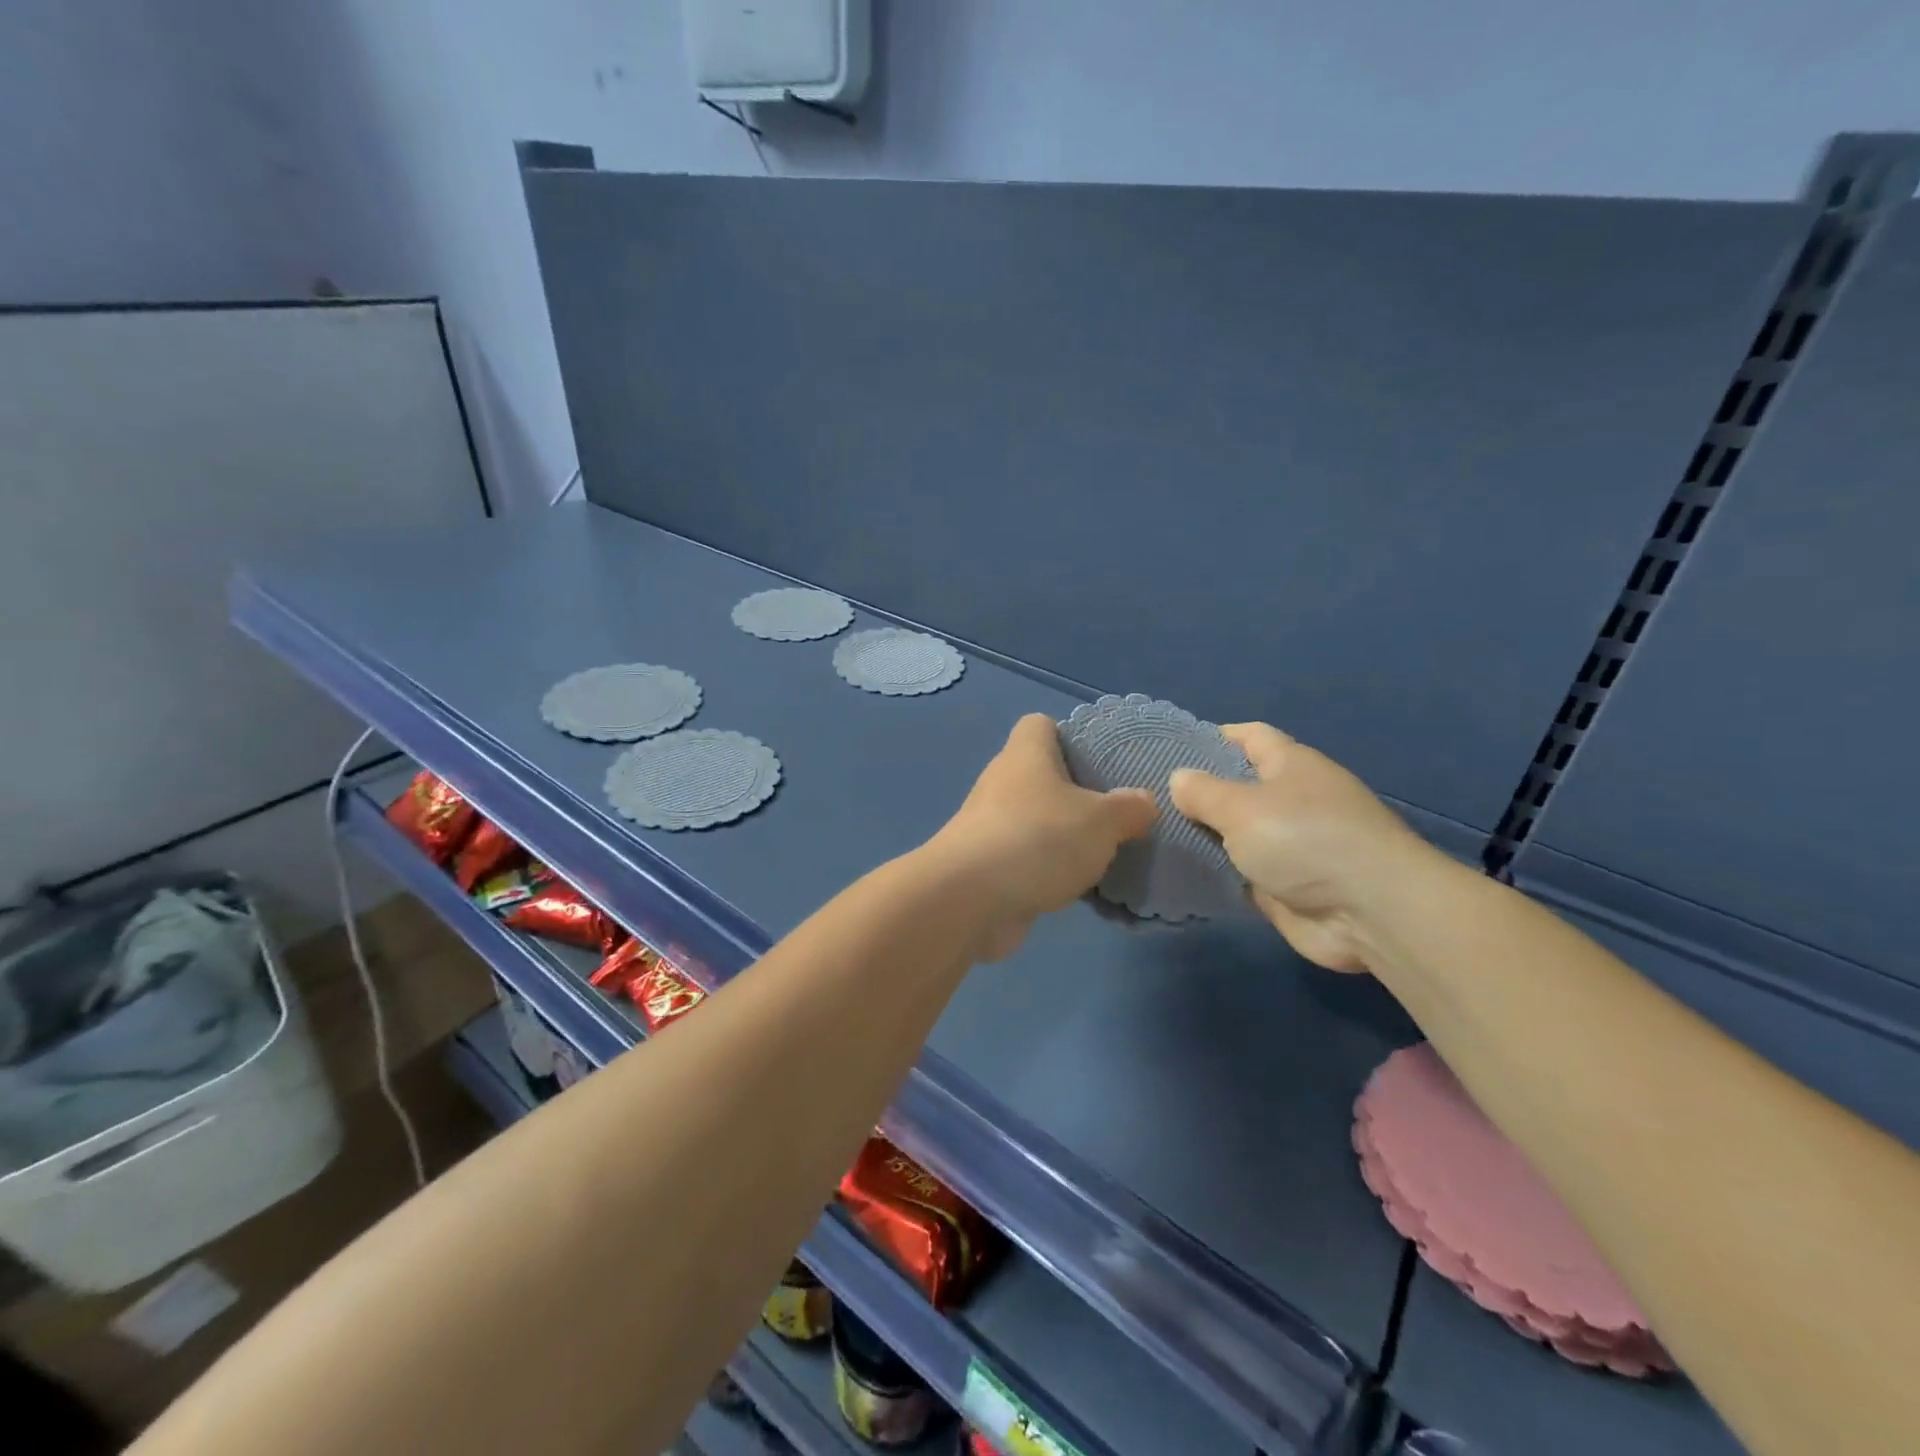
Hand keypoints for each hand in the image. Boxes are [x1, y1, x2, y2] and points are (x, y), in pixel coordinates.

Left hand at [928, 714, 1156, 958]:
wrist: (968, 900)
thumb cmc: (1038, 840)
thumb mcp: (1101, 822)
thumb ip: (1127, 809)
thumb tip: (1144, 801)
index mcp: (1025, 754)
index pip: (1041, 725)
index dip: (1070, 735)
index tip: (1102, 760)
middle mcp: (1002, 782)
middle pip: (1041, 775)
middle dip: (1076, 793)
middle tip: (1116, 814)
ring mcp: (989, 825)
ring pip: (1035, 820)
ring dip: (1063, 836)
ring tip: (1105, 853)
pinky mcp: (986, 866)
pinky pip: (1026, 858)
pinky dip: (1048, 870)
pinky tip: (1078, 888)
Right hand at [1169, 723, 1426, 971]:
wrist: (1370, 914)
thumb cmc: (1304, 840)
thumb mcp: (1242, 807)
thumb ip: (1204, 792)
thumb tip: (1179, 778)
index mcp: (1291, 765)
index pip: (1249, 737)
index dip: (1212, 738)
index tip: (1169, 748)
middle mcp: (1292, 800)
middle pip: (1238, 787)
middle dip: (1198, 792)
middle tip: (1148, 797)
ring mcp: (1290, 845)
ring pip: (1236, 833)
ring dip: (1204, 836)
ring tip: (1153, 833)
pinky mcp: (1285, 886)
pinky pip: (1241, 872)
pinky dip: (1216, 872)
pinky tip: (1178, 871)